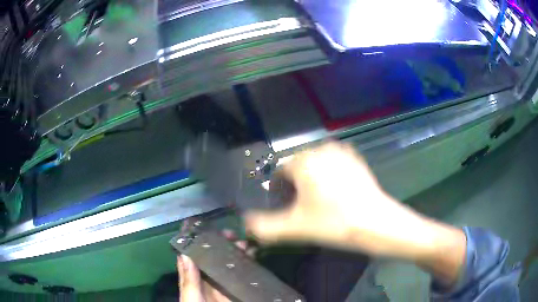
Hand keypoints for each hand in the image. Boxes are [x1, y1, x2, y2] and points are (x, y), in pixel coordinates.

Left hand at [177, 231, 256, 301]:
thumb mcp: (190, 296)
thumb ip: (188, 279)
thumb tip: (184, 254)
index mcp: (193, 277)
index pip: (192, 255)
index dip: (195, 239)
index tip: (202, 225)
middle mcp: (208, 278)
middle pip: (213, 256)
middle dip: (221, 243)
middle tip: (231, 234)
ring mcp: (223, 284)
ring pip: (228, 263)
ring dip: (235, 251)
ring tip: (244, 243)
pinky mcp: (236, 290)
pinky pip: (242, 275)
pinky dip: (248, 265)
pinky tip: (253, 257)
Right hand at [244, 143, 465, 272]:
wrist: (375, 222)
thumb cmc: (333, 223)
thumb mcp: (295, 227)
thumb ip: (265, 226)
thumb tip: (246, 223)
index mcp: (304, 161)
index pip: (281, 171)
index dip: (280, 190)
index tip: (288, 207)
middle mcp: (321, 150)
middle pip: (299, 167)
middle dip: (297, 185)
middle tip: (305, 208)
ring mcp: (342, 153)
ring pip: (317, 165)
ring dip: (314, 180)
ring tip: (322, 202)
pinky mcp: (356, 160)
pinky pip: (335, 164)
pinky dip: (331, 175)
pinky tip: (338, 193)